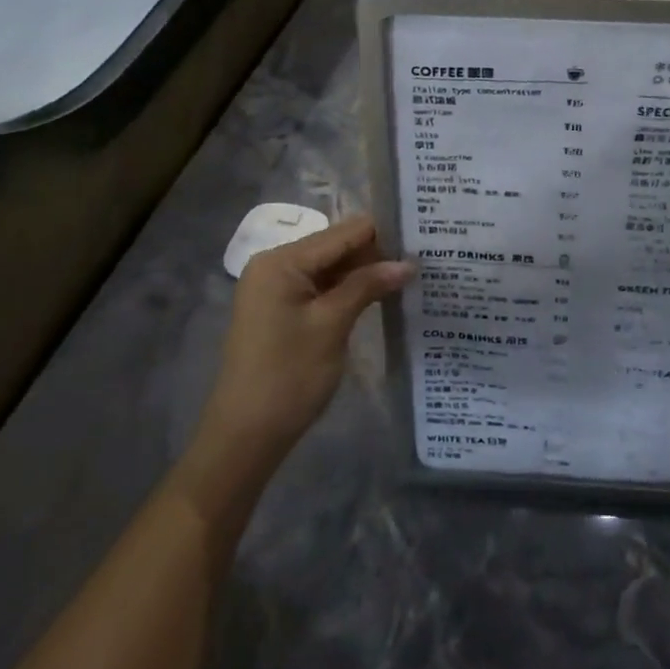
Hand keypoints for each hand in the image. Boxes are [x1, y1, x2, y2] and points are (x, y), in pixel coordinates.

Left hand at [200, 215, 412, 457]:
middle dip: (376, 252)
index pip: (342, 233)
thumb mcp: (332, 325)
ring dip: (366, 272)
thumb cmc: (289, 377)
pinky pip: (321, 286)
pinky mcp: (282, 309)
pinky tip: (380, 293)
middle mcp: (275, 264)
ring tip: (410, 273)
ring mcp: (277, 288)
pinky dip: (349, 289)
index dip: (383, 232)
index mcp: (281, 261)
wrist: (246, 436)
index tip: (422, 235)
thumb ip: (367, 285)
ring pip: (331, 267)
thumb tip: (408, 263)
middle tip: (422, 257)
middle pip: (336, 246)